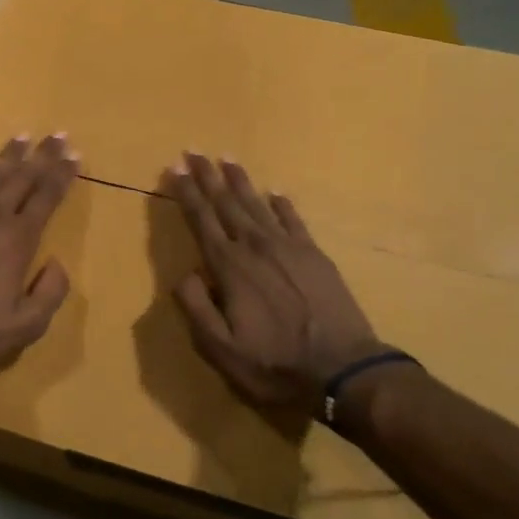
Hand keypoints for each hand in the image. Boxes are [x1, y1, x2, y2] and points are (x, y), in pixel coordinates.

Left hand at [0, 134, 76, 393]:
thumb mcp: (26, 327)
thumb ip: (50, 293)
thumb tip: (58, 262)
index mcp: (17, 240)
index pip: (47, 199)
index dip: (63, 176)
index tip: (75, 155)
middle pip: (23, 178)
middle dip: (42, 156)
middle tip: (57, 134)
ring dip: (7, 155)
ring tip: (21, 136)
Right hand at [166, 154, 384, 413]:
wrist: (343, 368)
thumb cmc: (275, 363)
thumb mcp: (221, 349)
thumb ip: (196, 308)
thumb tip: (185, 274)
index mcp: (230, 267)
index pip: (202, 220)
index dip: (186, 194)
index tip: (175, 168)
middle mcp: (256, 247)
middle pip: (227, 203)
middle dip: (207, 176)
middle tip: (194, 150)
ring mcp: (289, 247)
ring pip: (257, 204)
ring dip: (239, 181)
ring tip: (226, 159)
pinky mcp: (315, 254)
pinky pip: (293, 219)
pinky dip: (281, 203)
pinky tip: (274, 192)